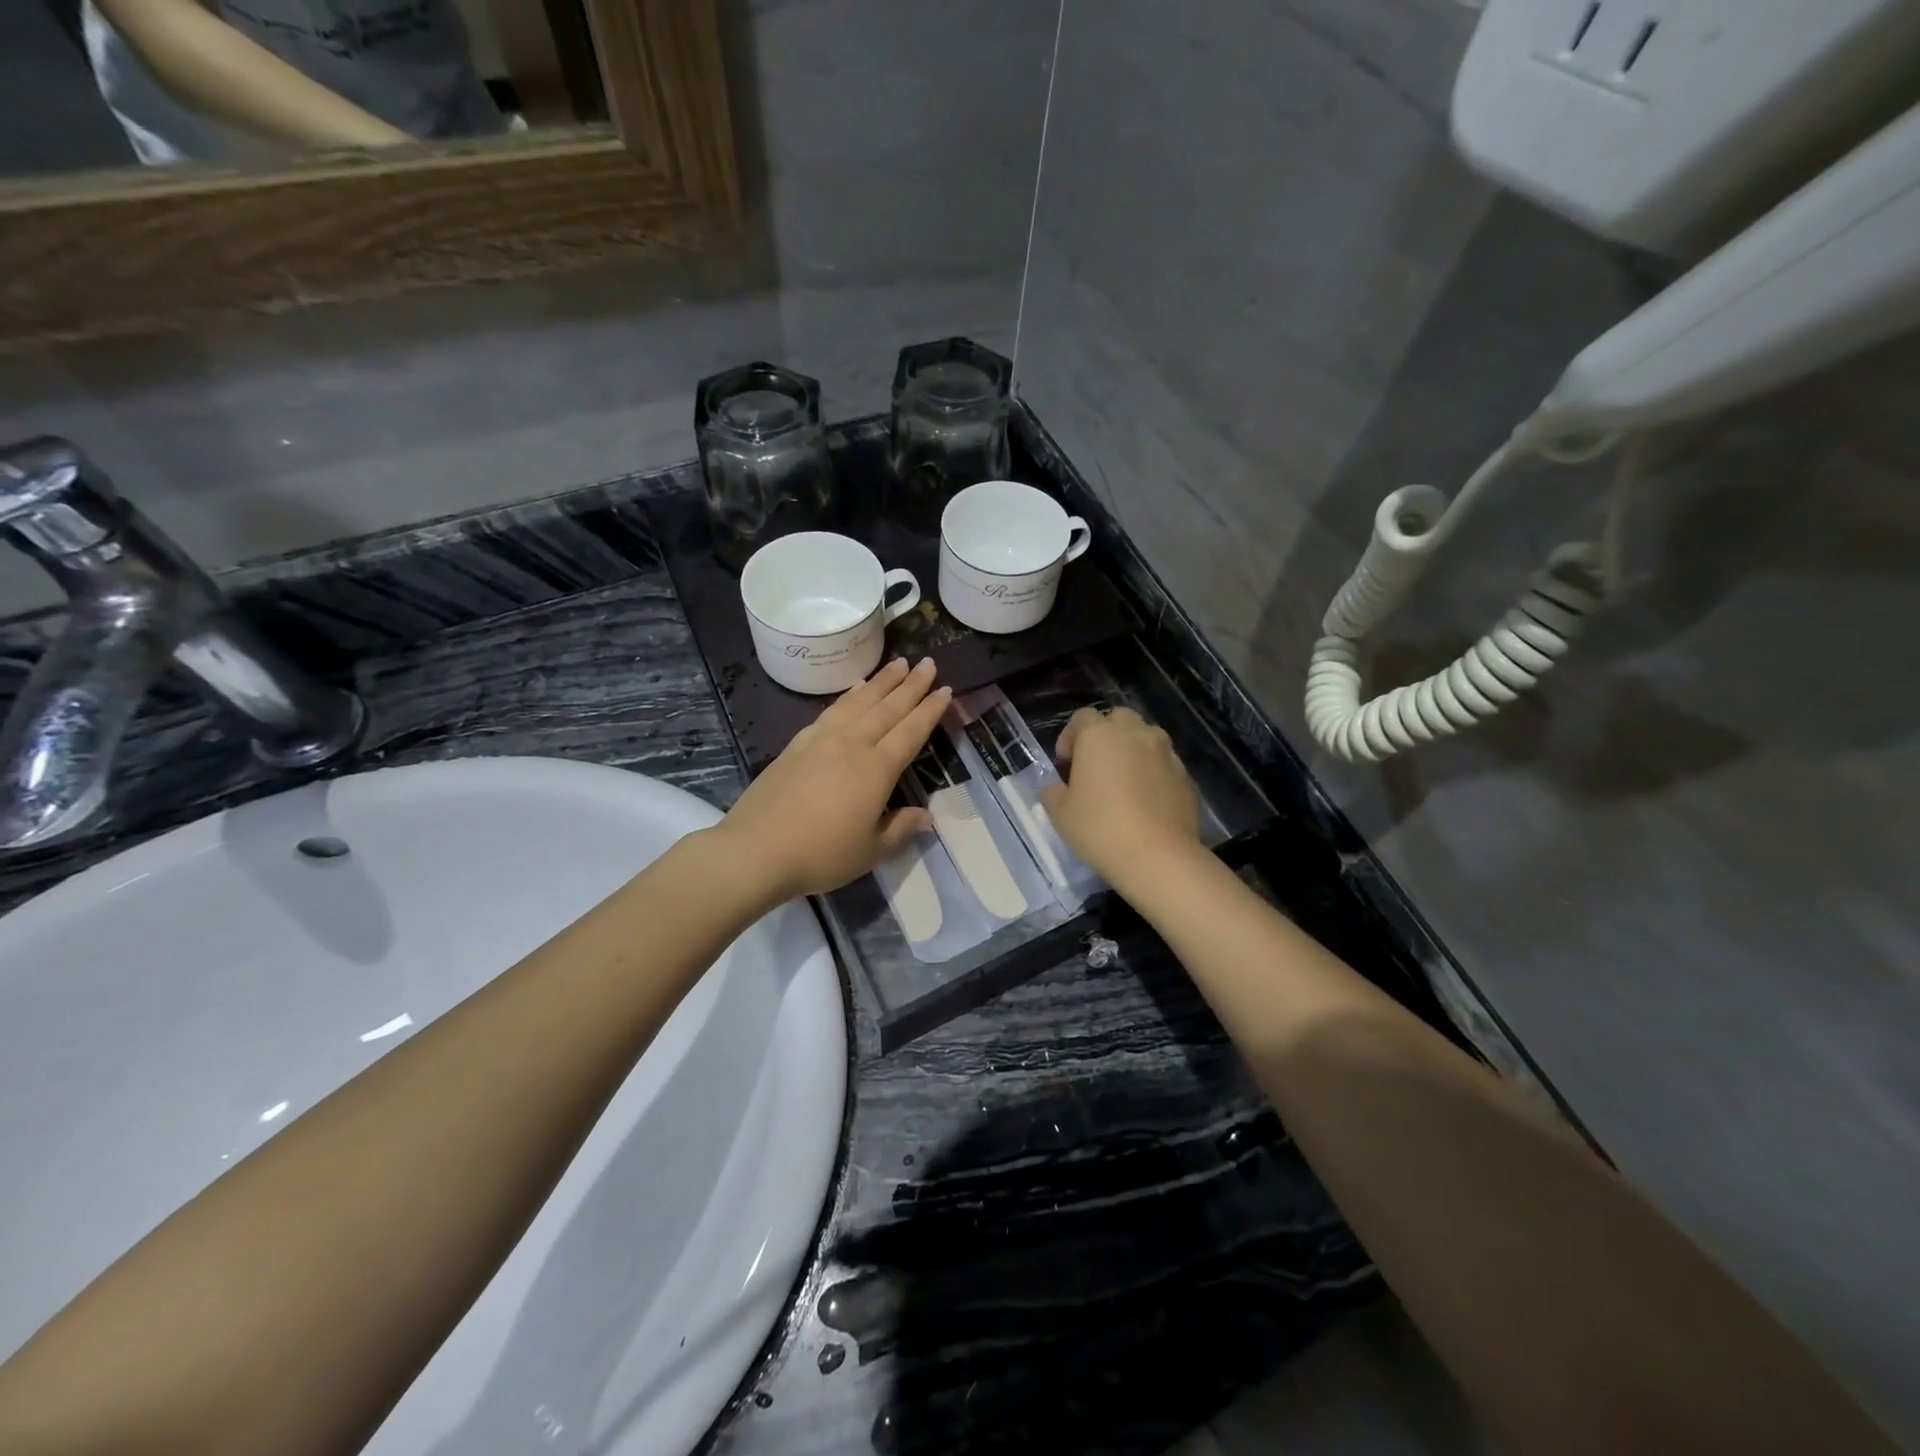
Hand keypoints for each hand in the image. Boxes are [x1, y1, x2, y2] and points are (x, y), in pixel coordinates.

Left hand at [717, 658, 950, 902]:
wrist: (756, 850)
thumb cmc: (821, 855)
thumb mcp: (871, 852)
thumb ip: (900, 830)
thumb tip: (925, 816)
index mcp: (876, 769)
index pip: (911, 732)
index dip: (930, 711)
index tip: (946, 690)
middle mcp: (852, 745)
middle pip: (888, 708)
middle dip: (911, 685)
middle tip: (928, 663)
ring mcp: (821, 740)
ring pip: (859, 702)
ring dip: (881, 682)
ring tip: (898, 663)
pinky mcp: (797, 744)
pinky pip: (831, 710)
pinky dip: (848, 696)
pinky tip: (855, 688)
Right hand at [1039, 706, 1201, 884]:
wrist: (1158, 856)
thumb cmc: (1100, 828)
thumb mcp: (1060, 814)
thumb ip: (1053, 792)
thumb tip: (1057, 788)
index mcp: (1099, 735)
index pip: (1081, 718)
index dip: (1070, 738)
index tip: (1066, 765)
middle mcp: (1135, 733)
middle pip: (1118, 720)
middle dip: (1105, 737)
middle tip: (1096, 767)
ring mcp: (1166, 752)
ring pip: (1146, 738)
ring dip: (1133, 751)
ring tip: (1125, 782)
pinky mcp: (1186, 775)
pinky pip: (1164, 764)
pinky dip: (1153, 773)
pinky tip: (1147, 801)